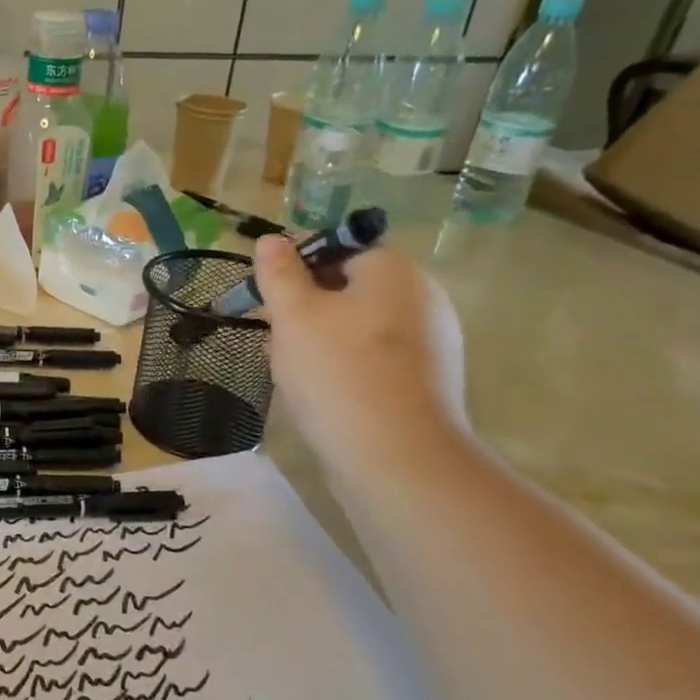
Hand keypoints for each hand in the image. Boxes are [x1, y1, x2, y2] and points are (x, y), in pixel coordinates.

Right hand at [252, 238, 460, 472]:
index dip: (298, 268)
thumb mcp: (294, 315)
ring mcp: (432, 345)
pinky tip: (320, 394)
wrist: (398, 459)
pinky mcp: (427, 385)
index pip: (340, 250)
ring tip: (288, 370)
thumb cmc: (339, 373)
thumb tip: (272, 240)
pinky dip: (345, 368)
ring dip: (320, 341)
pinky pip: (376, 361)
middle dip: (306, 310)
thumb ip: (280, 273)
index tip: (268, 297)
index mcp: (395, 272)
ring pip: (360, 329)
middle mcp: (423, 300)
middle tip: (273, 336)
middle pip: (350, 290)